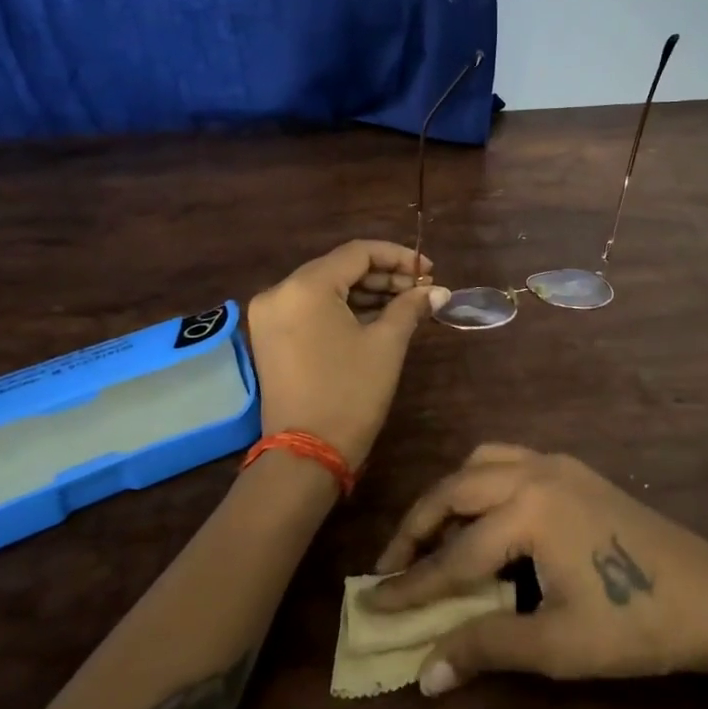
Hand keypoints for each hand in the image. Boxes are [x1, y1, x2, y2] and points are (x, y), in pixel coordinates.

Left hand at [245, 240, 449, 468]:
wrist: (306, 455)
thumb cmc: (350, 393)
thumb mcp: (386, 344)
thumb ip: (410, 307)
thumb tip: (437, 291)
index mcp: (305, 286)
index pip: (357, 252)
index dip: (398, 257)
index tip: (429, 271)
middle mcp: (280, 291)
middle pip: (339, 268)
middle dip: (383, 276)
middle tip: (420, 291)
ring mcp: (270, 315)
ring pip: (326, 289)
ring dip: (365, 293)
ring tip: (405, 305)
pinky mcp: (270, 337)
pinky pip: (312, 309)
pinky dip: (343, 310)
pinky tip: (376, 318)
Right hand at [369, 446, 707, 694]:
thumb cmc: (634, 622)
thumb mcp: (557, 644)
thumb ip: (486, 647)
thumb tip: (425, 673)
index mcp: (529, 510)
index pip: (454, 554)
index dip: (411, 585)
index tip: (370, 603)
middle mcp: (534, 472)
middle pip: (455, 490)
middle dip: (417, 527)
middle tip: (391, 567)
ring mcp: (556, 463)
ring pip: (480, 463)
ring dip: (448, 496)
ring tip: (433, 538)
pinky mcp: (572, 468)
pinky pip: (508, 459)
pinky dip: (480, 481)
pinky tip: (484, 516)